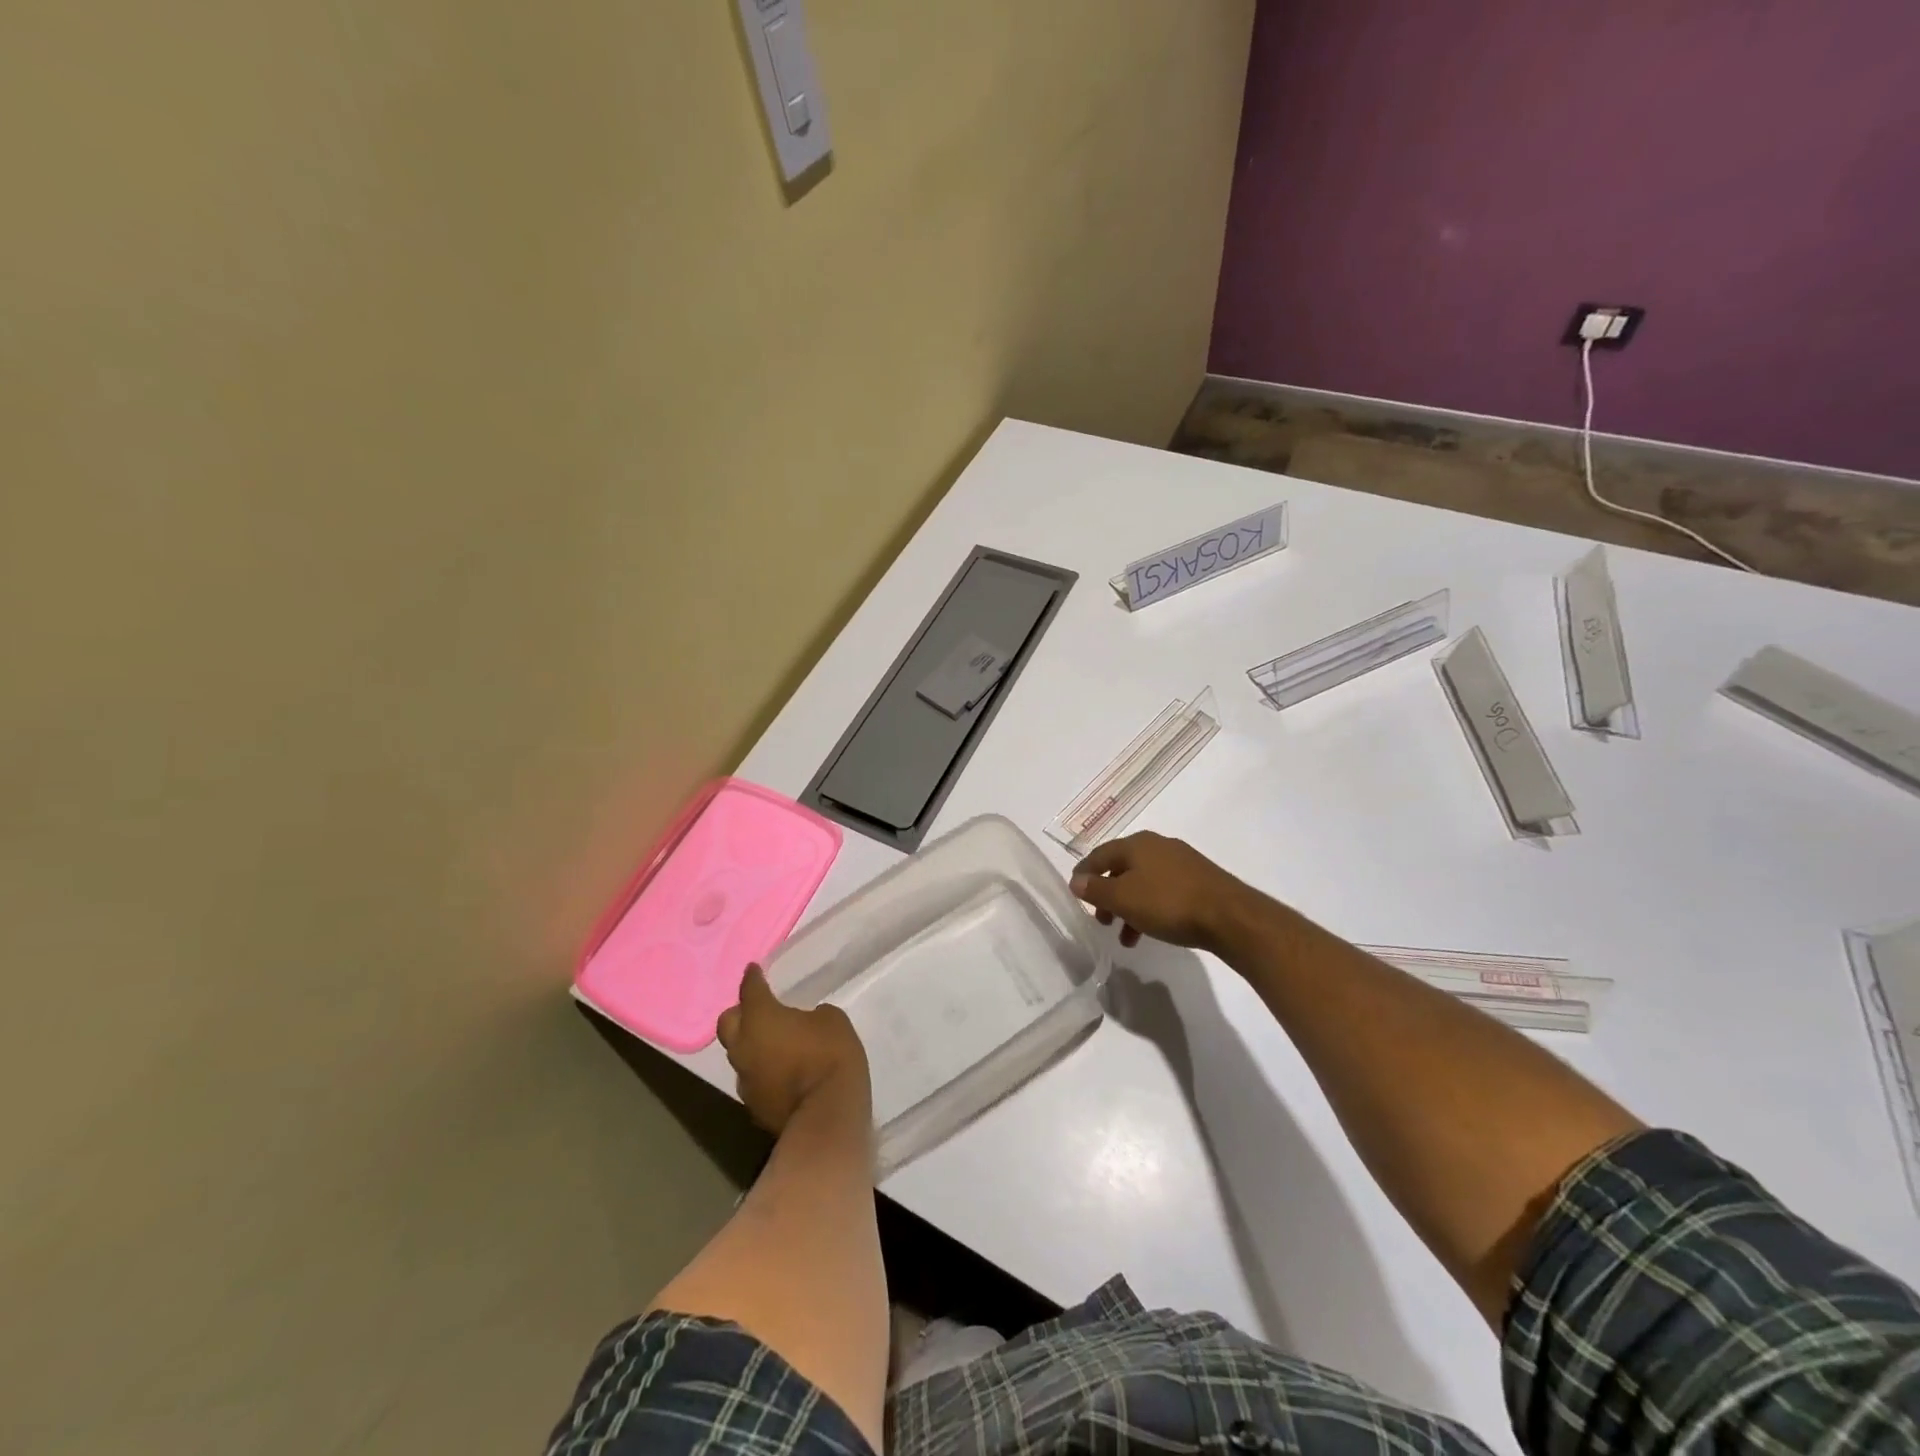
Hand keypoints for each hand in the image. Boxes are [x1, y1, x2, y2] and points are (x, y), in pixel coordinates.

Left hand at [716, 966, 869, 1133]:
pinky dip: (762, 1071)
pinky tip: (779, 1071)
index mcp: (761, 1018)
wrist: (826, 1117)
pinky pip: (752, 1079)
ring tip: (771, 1042)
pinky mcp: (753, 1107)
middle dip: (740, 1013)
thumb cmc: (830, 1056)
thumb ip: (812, 1016)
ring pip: (738, 1054)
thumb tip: (805, 1024)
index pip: (750, 990)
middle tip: (757, 1009)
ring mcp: (745, 1080)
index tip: (753, 969)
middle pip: (728, 1023)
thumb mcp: (832, 1020)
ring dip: (750, 1045)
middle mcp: (744, 1047)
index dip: (752, 977)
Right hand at [1070, 832, 1252, 951]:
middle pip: (1122, 868)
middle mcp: (1158, 846)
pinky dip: (1150, 909)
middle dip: (1107, 895)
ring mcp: (1181, 862)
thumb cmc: (1168, 903)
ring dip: (1129, 907)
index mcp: (1136, 844)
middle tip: (1101, 920)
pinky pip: (1164, 891)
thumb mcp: (1124, 899)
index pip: (1099, 854)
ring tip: (1126, 937)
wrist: (1230, 916)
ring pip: (1143, 882)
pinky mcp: (1199, 880)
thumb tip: (1076, 880)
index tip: (1074, 892)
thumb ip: (1096, 890)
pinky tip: (1153, 930)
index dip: (1084, 873)